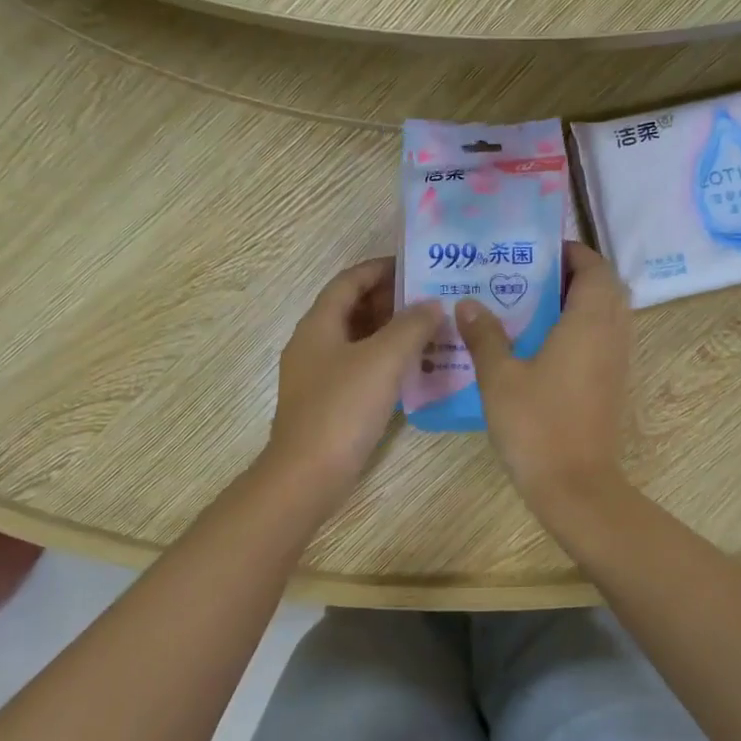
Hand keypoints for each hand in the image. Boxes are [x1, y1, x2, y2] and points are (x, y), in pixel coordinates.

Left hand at [262, 257, 441, 508]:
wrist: (308, 473)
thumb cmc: (343, 408)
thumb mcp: (384, 359)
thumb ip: (411, 326)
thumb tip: (432, 304)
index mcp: (319, 324)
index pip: (349, 281)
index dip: (380, 269)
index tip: (415, 267)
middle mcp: (313, 343)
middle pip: (352, 308)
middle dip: (390, 300)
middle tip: (431, 299)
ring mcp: (318, 375)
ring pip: (357, 340)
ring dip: (390, 331)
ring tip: (430, 330)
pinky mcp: (328, 402)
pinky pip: (359, 367)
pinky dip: (384, 360)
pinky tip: (413, 369)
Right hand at [457, 242, 632, 509]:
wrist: (575, 485)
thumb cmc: (537, 424)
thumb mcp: (500, 377)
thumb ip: (485, 335)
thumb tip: (468, 303)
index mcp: (589, 322)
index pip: (594, 268)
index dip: (572, 253)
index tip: (538, 251)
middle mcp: (612, 334)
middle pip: (606, 287)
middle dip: (575, 274)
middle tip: (532, 277)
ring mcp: (617, 362)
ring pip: (608, 314)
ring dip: (581, 301)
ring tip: (535, 304)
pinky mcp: (613, 384)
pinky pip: (605, 339)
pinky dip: (583, 328)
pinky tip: (545, 344)